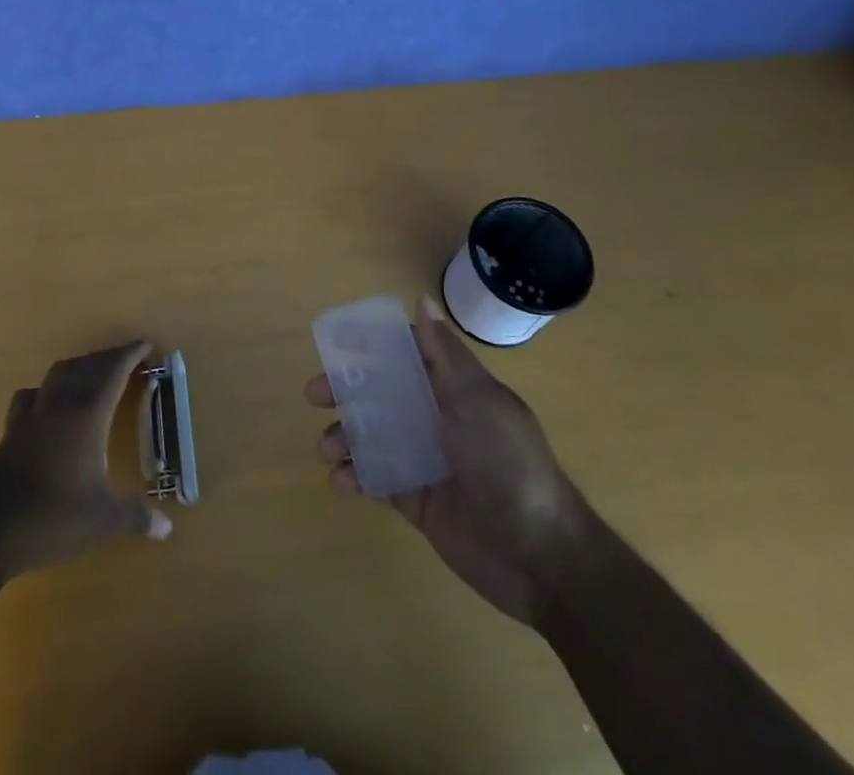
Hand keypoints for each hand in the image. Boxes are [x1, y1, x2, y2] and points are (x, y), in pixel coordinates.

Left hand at [0, 340, 172, 578]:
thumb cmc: (53, 517)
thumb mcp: (102, 520)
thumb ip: (136, 517)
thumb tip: (167, 528)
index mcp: (87, 415)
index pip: (113, 372)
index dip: (130, 355)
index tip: (146, 345)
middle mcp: (60, 404)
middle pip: (87, 366)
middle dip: (109, 358)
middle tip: (128, 360)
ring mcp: (33, 414)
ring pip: (59, 373)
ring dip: (80, 366)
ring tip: (94, 373)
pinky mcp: (12, 429)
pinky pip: (32, 394)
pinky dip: (48, 389)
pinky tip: (49, 401)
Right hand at [306, 296, 590, 623]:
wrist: (538, 554)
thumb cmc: (506, 461)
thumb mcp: (477, 399)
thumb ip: (444, 353)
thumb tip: (422, 300)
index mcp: (453, 388)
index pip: (407, 354)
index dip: (372, 345)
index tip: (336, 343)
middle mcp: (436, 417)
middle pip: (380, 392)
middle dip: (345, 390)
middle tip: (314, 395)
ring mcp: (425, 459)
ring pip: (372, 434)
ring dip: (345, 436)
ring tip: (328, 449)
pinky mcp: (416, 499)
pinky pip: (376, 478)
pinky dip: (354, 476)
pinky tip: (340, 481)